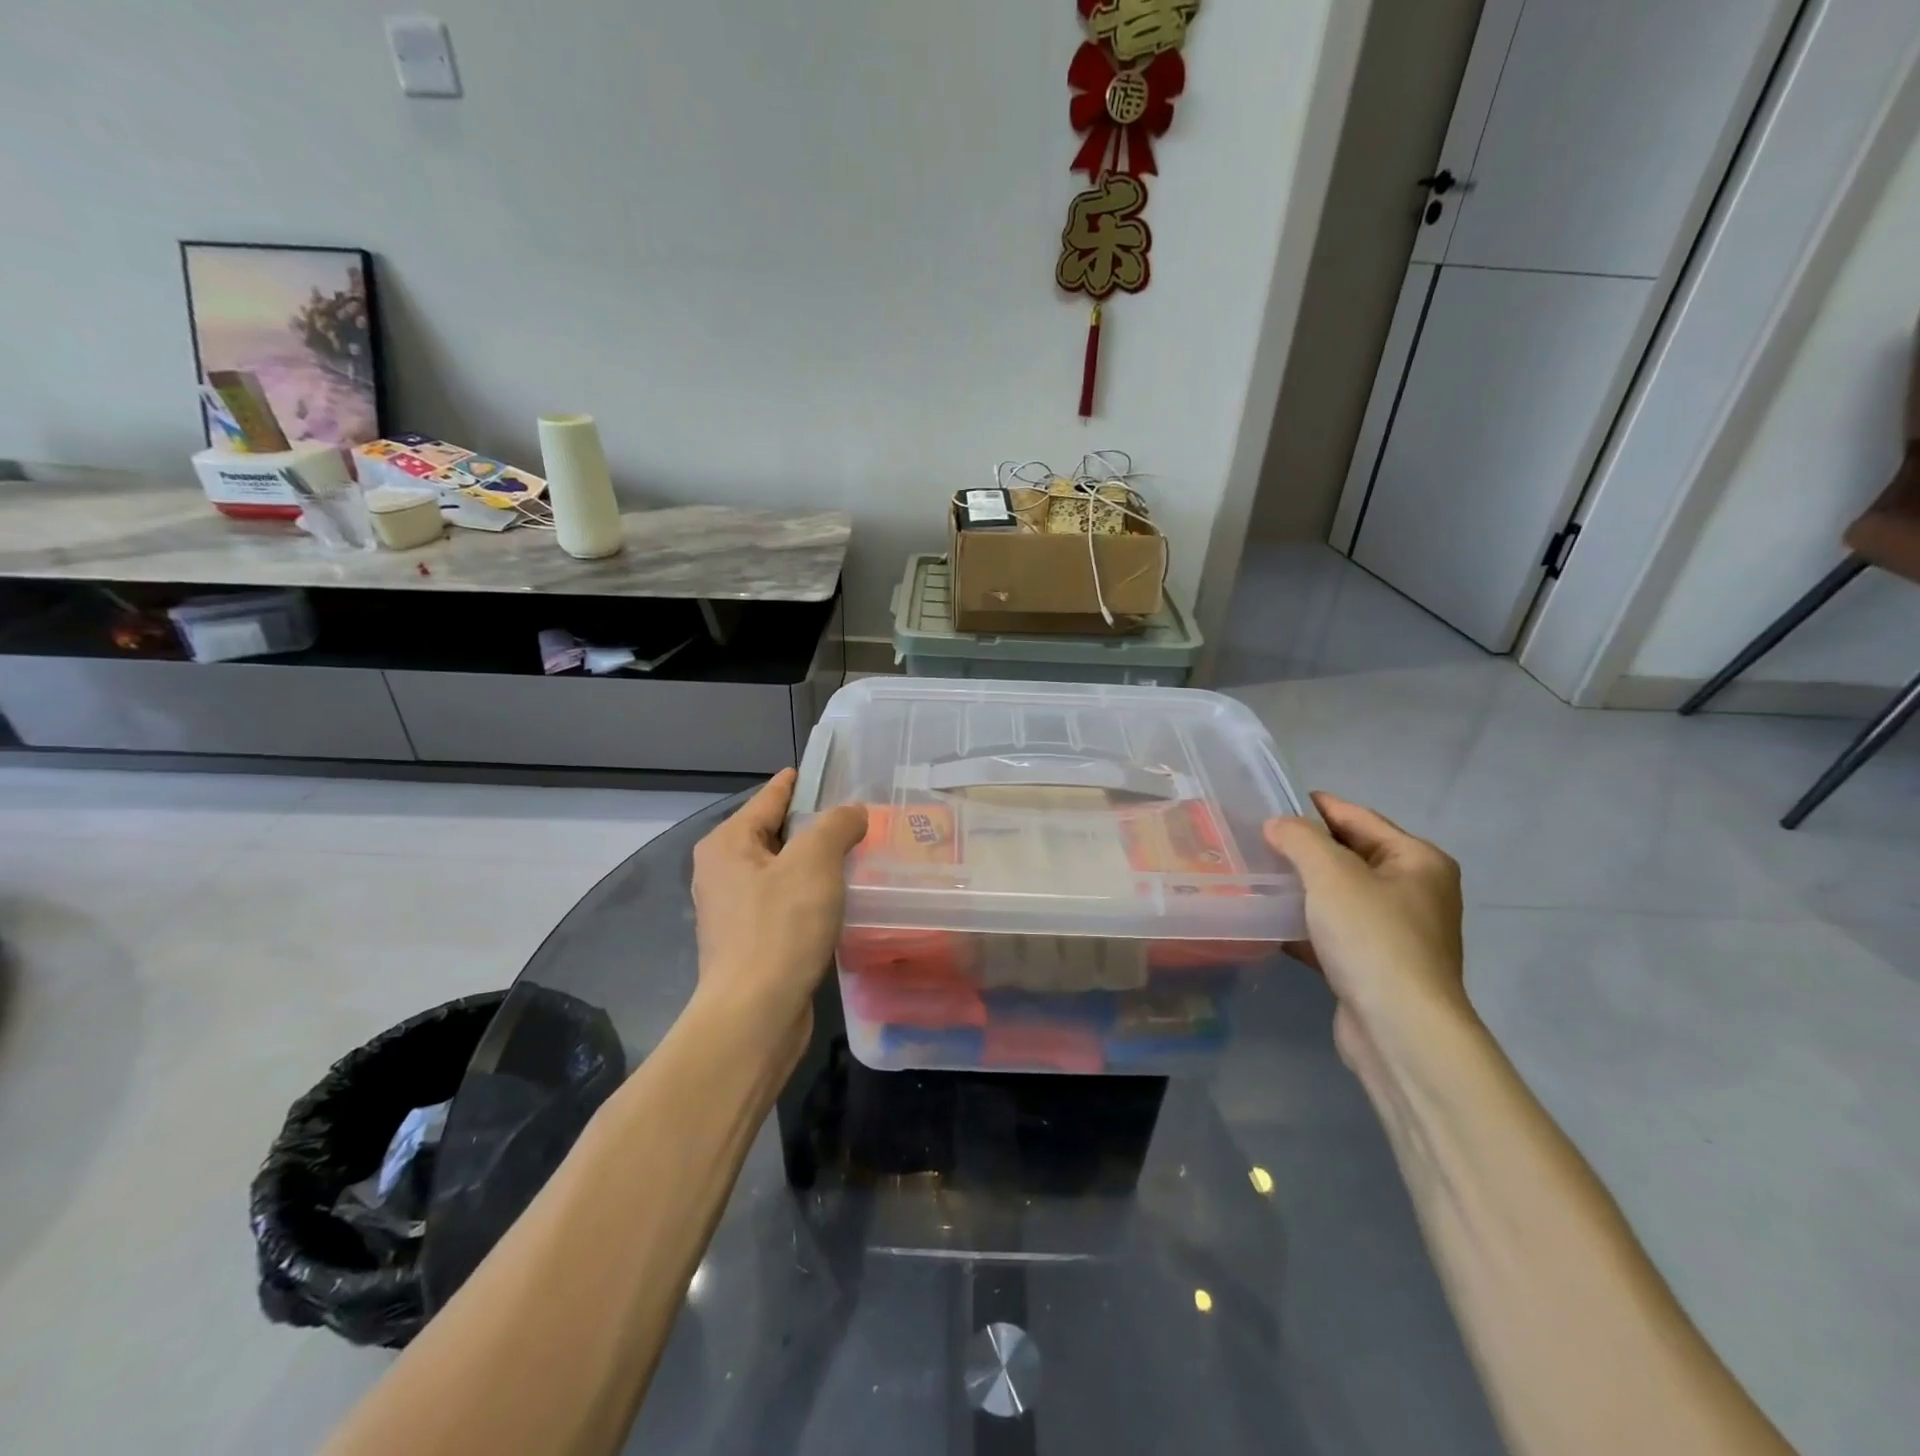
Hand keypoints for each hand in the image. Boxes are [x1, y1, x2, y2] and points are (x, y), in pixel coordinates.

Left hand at [690, 770, 867, 1055]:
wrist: (754, 1015)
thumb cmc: (780, 927)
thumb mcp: (814, 862)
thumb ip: (835, 825)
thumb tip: (851, 812)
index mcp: (728, 844)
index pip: (769, 798)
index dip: (799, 782)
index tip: (827, 771)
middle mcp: (722, 871)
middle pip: (775, 834)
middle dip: (815, 826)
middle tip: (860, 818)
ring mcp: (734, 910)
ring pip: (783, 871)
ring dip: (816, 864)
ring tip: (858, 855)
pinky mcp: (750, 942)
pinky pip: (785, 903)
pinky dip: (811, 895)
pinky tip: (841, 900)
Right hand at [1264, 793, 1472, 1071]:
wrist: (1399, 1028)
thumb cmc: (1372, 937)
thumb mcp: (1331, 874)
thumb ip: (1300, 839)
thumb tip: (1278, 824)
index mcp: (1418, 860)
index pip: (1359, 818)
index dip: (1317, 807)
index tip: (1273, 801)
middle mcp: (1415, 891)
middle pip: (1350, 856)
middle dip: (1305, 850)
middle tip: (1256, 840)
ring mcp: (1397, 932)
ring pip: (1339, 896)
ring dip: (1301, 888)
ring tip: (1256, 877)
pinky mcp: (1376, 966)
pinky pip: (1334, 932)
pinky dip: (1305, 925)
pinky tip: (1270, 923)